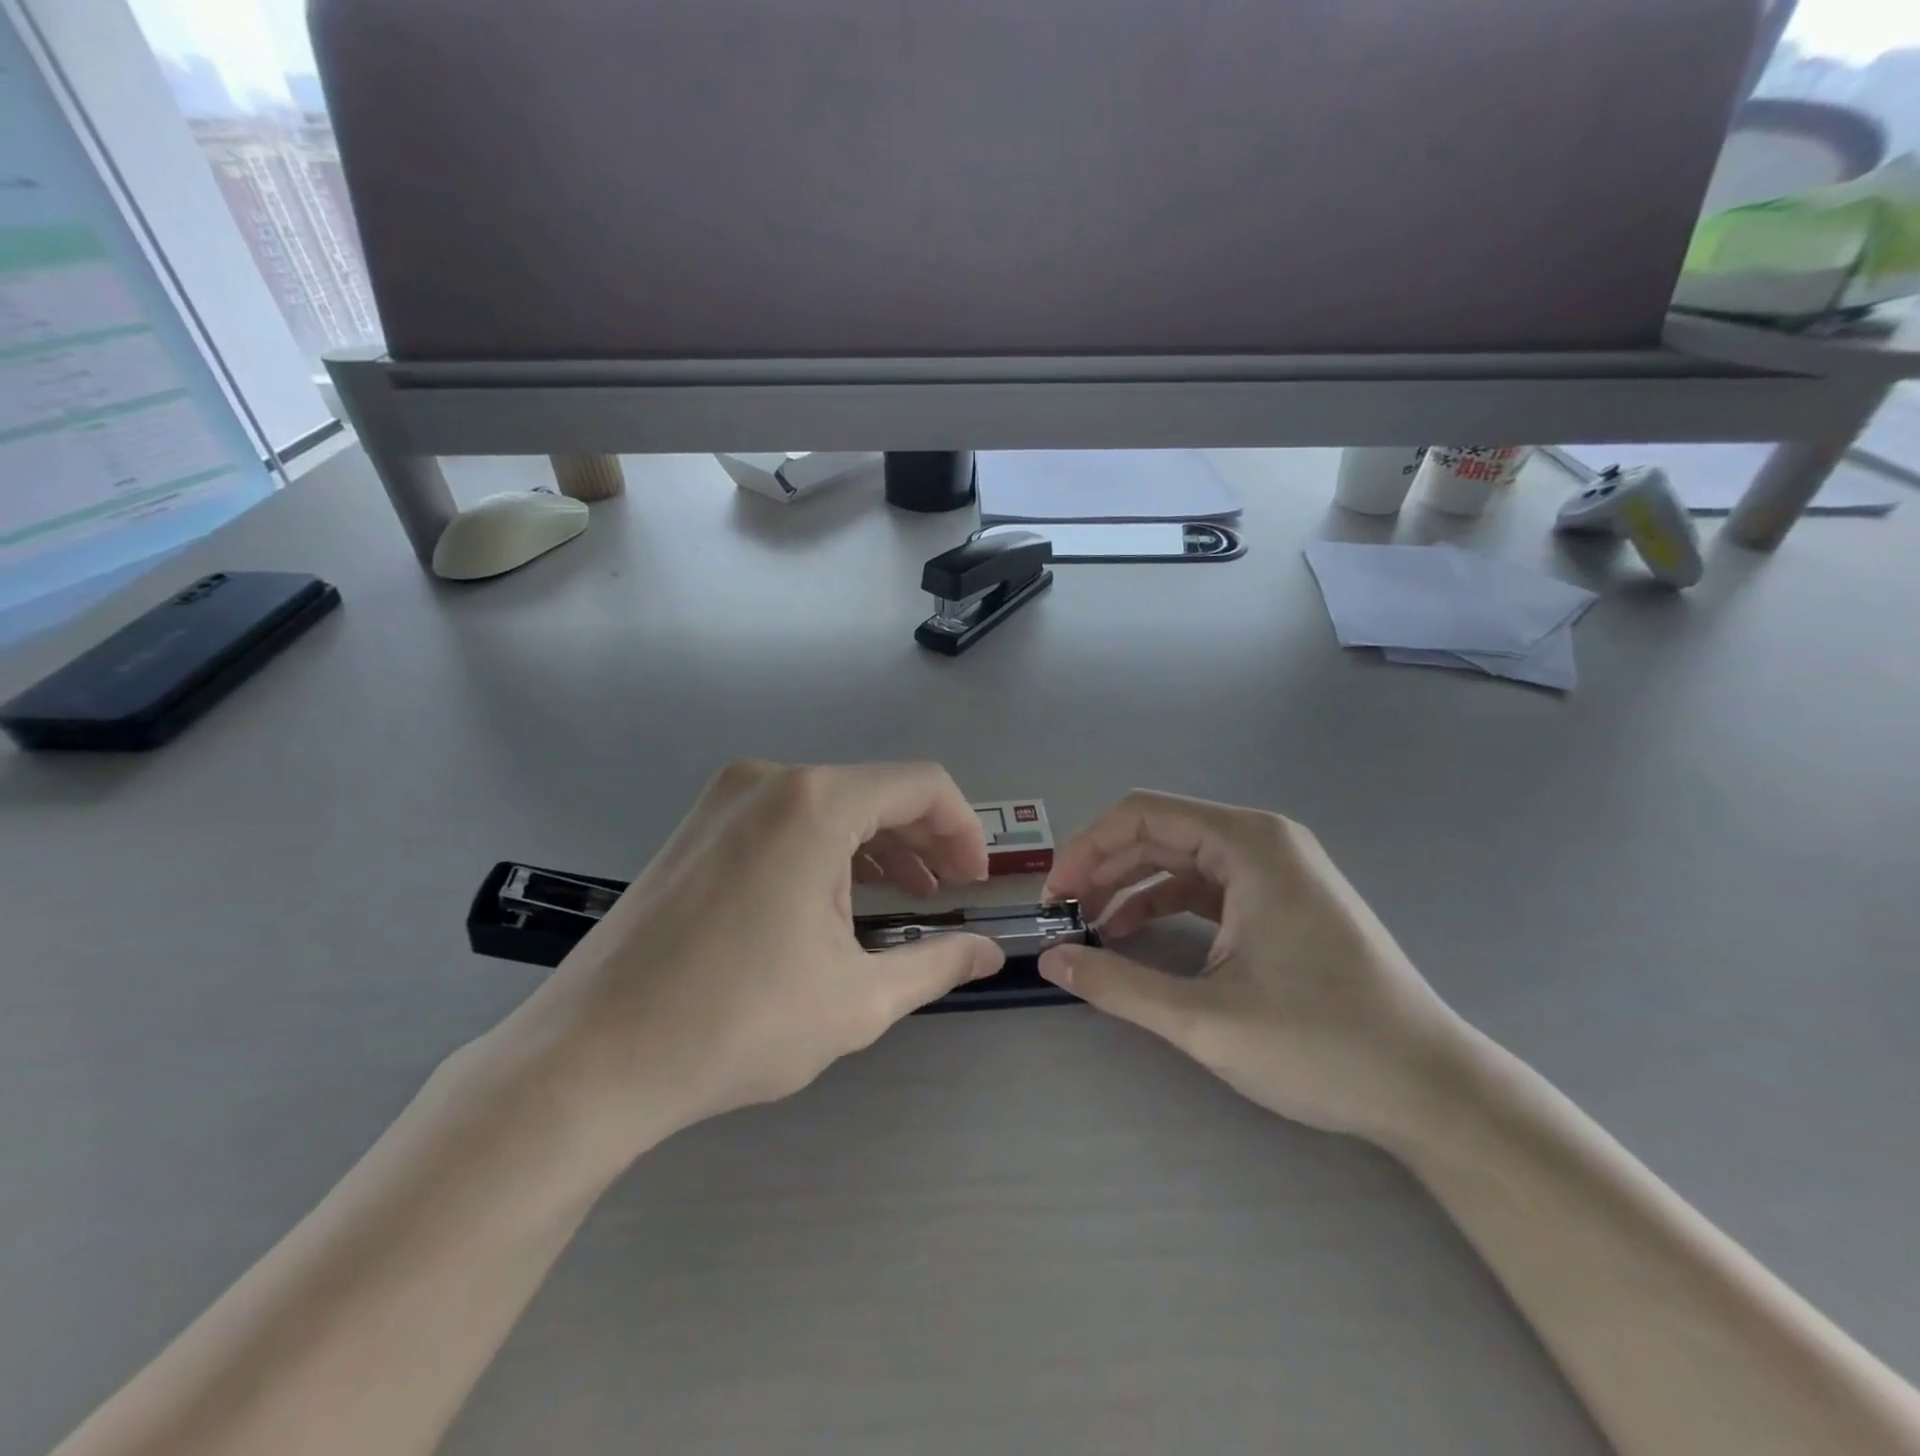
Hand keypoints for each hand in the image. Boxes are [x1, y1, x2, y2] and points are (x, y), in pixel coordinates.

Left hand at [485, 762, 1003, 1170]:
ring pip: (829, 805)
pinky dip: (825, 850)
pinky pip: (784, 820)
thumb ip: (937, 964)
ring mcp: (723, 800)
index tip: (974, 882)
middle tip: (947, 893)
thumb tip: (990, 952)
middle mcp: (768, 780)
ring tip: (901, 899)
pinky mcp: (696, 827)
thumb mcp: (857, 998)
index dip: (963, 829)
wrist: (590, 1058)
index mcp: (814, 803)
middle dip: (923, 840)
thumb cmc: (736, 1022)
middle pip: (874, 791)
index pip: (921, 785)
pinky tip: (834, 901)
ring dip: (876, 847)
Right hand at [1038, 791, 1469, 1145]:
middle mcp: (1263, 842)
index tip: (1056, 895)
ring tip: (1092, 931)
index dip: (1088, 848)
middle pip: (1160, 833)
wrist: (1431, 1089)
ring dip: (1131, 889)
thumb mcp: (1205, 1019)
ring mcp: (1277, 871)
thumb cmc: (1322, 1045)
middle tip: (1065, 915)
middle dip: (1105, 869)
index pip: (1143, 815)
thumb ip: (1118, 985)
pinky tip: (1137, 938)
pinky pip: (1208, 887)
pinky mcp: (1282, 902)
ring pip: (1181, 861)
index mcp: (1248, 844)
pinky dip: (1165, 905)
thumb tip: (1050, 960)